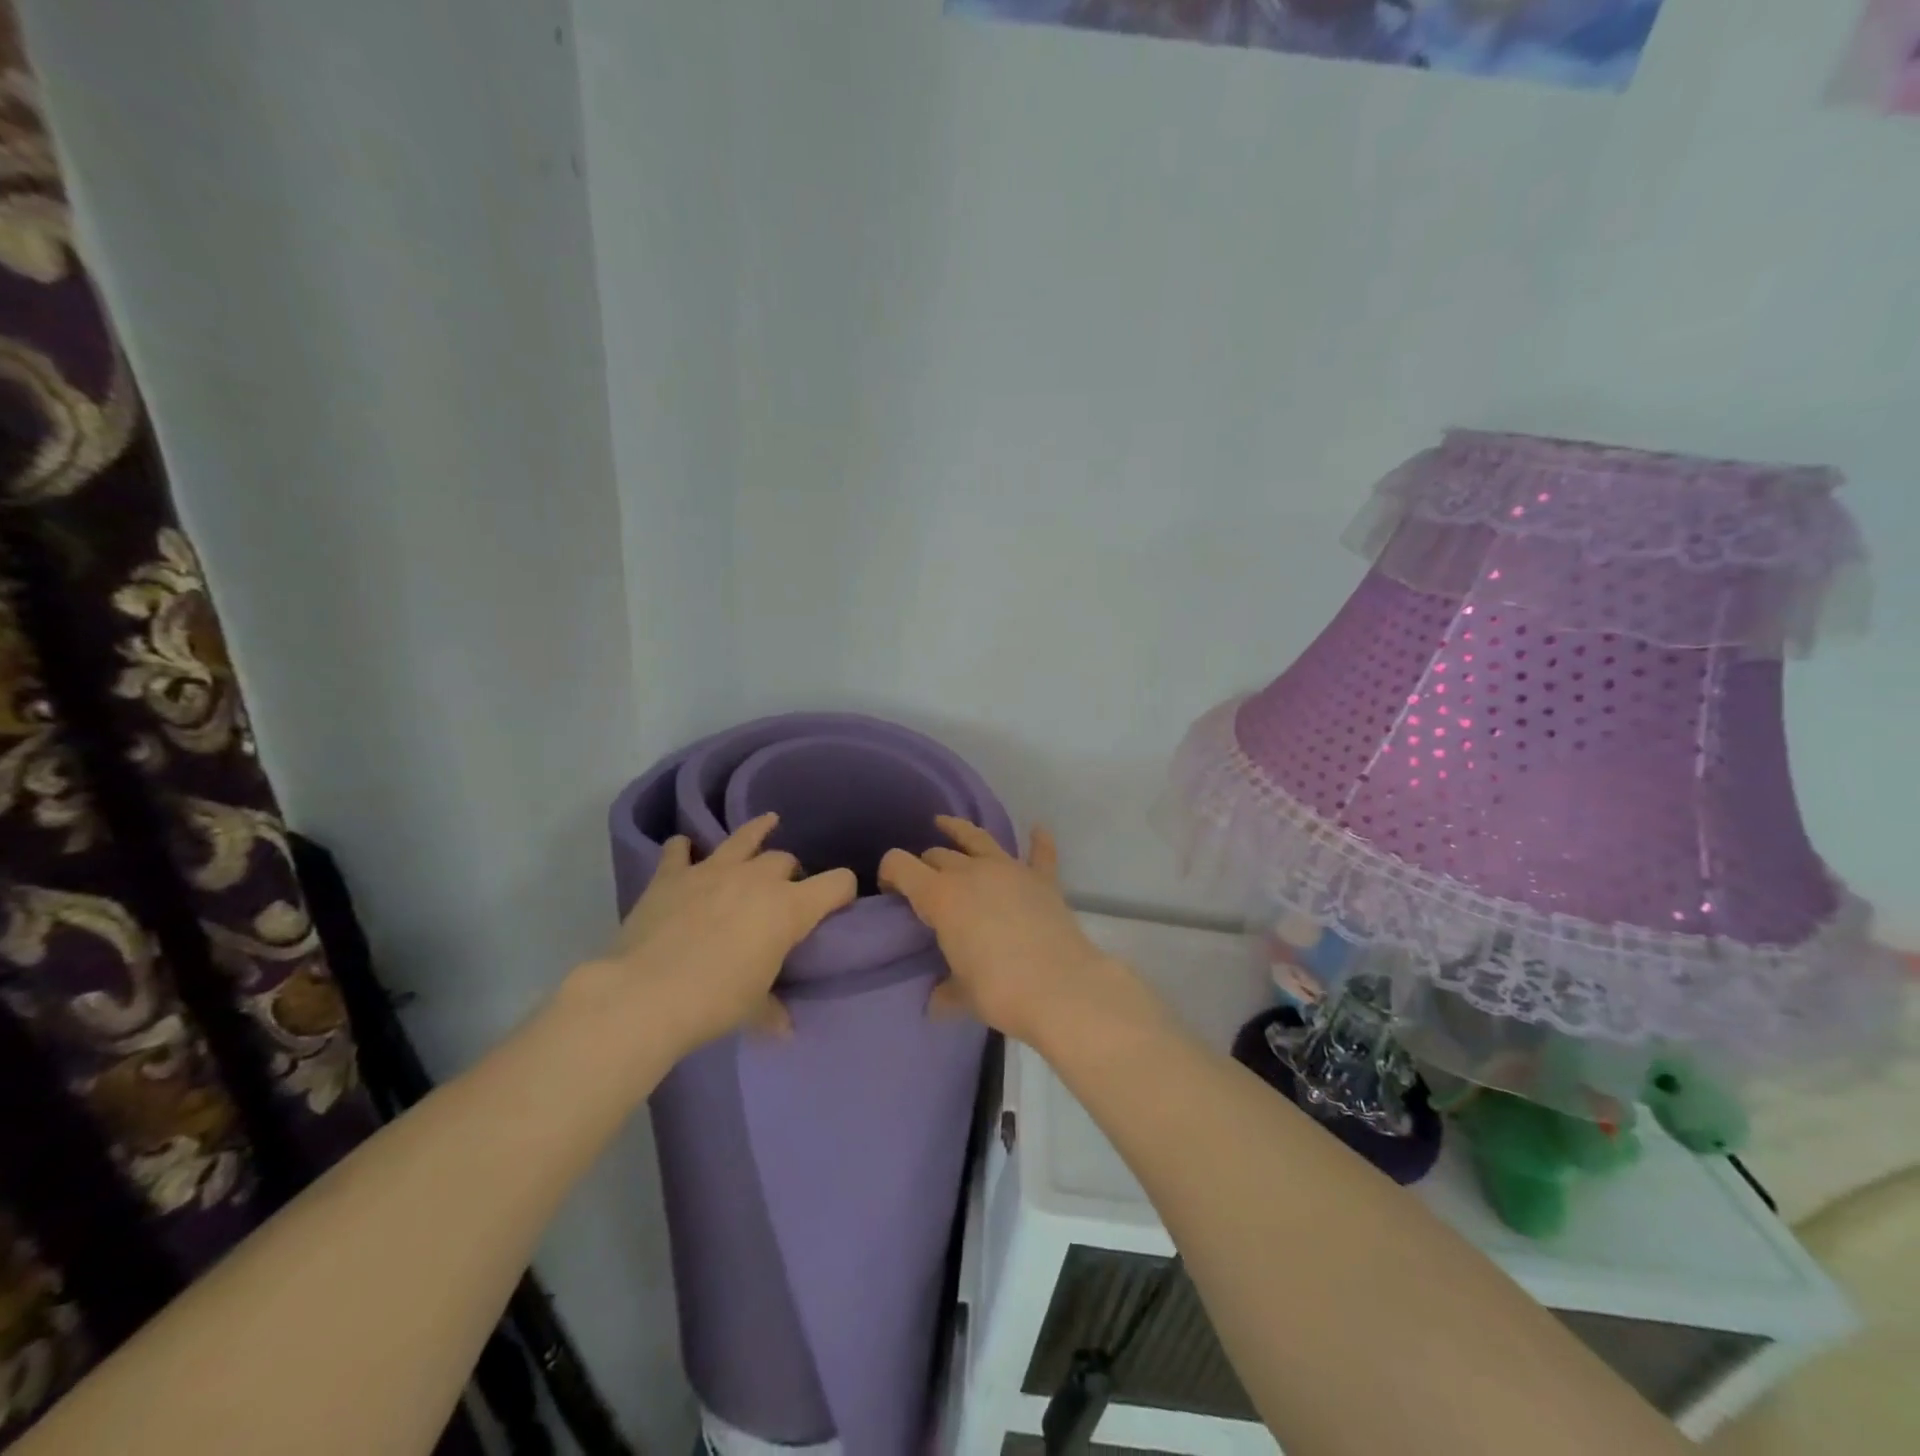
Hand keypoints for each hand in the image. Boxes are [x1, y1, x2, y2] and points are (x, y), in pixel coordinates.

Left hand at [583, 814, 857, 1057]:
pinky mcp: (672, 875)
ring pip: (744, 838)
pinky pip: (680, 849)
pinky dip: (685, 849)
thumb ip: (773, 1011)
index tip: (841, 902)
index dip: (844, 890)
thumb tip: (785, 1027)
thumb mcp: (754, 1010)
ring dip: (757, 831)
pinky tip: (685, 849)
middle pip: (786, 860)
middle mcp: (757, 878)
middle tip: (783, 894)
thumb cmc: (715, 1002)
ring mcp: (712, 870)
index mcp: (789, 908)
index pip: (837, 884)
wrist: (645, 994)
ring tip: (767, 823)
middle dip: (790, 873)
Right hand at [879, 818, 1144, 1049]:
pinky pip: (1040, 853)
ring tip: (946, 824)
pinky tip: (1038, 829)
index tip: (889, 891)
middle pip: (938, 855)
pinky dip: (1038, 841)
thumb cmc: (999, 990)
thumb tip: (935, 1002)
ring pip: (978, 839)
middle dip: (925, 865)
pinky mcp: (1042, 879)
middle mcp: (971, 871)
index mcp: (941, 895)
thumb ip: (945, 992)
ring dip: (959, 831)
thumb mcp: (961, 994)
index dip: (889, 873)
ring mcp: (1010, 870)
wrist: (1061, 987)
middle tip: (924, 885)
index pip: (900, 866)